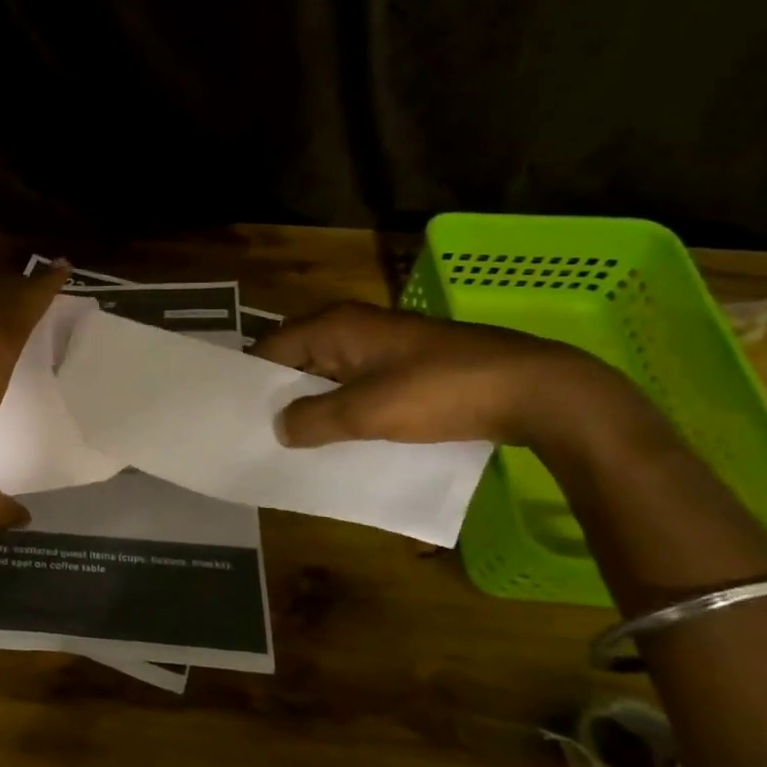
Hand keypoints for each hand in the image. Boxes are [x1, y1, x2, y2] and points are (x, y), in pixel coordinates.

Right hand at [250, 300, 627, 447]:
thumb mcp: (366, 412)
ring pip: (328, 373)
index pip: (271, 347)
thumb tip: (278, 427)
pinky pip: (356, 383)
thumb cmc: (439, 392)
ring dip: (312, 403)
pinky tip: (338, 436)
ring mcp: (382, 344)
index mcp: (335, 325)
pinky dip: (342, 405)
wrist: (533, 389)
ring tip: (290, 440)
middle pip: (297, 358)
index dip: (251, 380)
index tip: (233, 414)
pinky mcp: (406, 364)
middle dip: (279, 394)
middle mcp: (352, 326)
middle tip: (256, 432)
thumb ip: (314, 419)